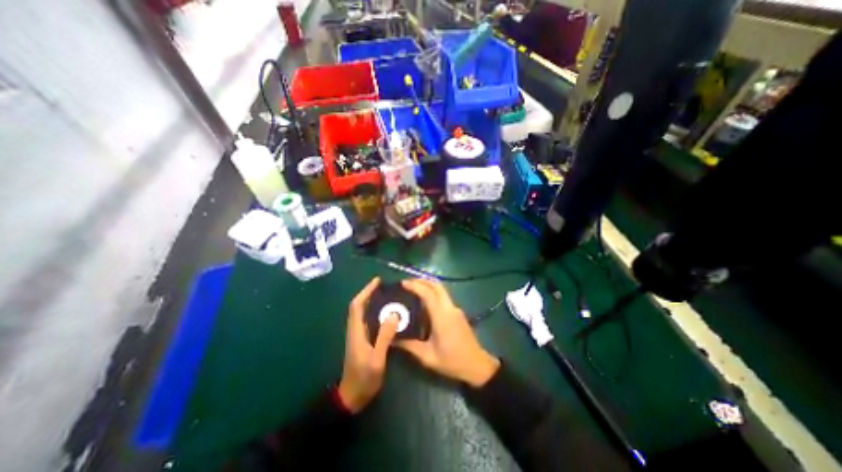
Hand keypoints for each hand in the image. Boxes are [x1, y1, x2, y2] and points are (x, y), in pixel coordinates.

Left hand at [339, 276, 398, 412]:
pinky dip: (375, 312)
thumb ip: (384, 337)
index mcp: (356, 331)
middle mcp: (355, 330)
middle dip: (369, 293)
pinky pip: (368, 321)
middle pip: (359, 306)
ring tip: (388, 296)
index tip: (377, 281)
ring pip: (363, 313)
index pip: (357, 305)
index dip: (366, 291)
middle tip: (385, 287)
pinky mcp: (362, 341)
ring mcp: (358, 335)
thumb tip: (394, 314)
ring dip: (372, 301)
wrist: (351, 397)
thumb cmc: (364, 378)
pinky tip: (387, 314)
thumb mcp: (377, 358)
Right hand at [396, 281, 498, 386]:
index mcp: (442, 316)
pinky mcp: (458, 313)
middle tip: (407, 283)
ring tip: (413, 289)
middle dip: (422, 281)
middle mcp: (450, 308)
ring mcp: (456, 309)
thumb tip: (392, 339)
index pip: (428, 293)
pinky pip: (444, 297)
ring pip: (442, 290)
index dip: (415, 286)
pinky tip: (424, 302)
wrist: (477, 366)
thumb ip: (409, 346)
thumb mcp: (428, 357)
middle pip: (437, 286)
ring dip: (428, 286)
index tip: (403, 283)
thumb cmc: (452, 361)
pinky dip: (433, 293)